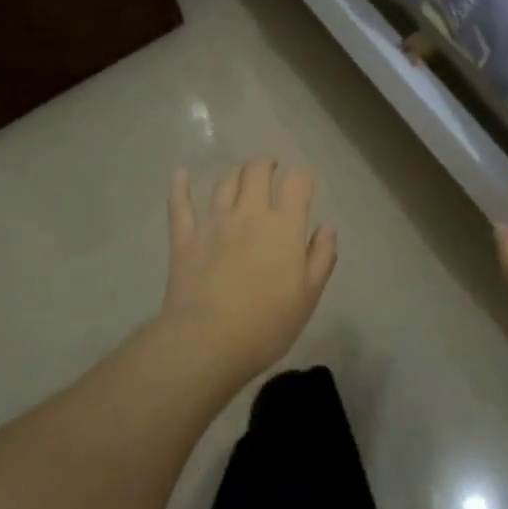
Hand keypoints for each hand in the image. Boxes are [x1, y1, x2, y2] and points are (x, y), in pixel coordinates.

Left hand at [160, 160, 336, 384]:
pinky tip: (181, 174)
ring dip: (235, 175)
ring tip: (241, 179)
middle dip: (266, 166)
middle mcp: (249, 213)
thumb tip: (326, 228)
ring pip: (224, 183)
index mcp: (284, 225)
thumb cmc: (266, 324)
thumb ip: (321, 257)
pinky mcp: (185, 239)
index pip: (297, 181)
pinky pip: (181, 205)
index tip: (304, 186)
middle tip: (271, 173)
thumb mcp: (308, 296)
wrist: (207, 342)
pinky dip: (180, 186)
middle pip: (257, 171)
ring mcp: (214, 223)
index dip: (303, 177)